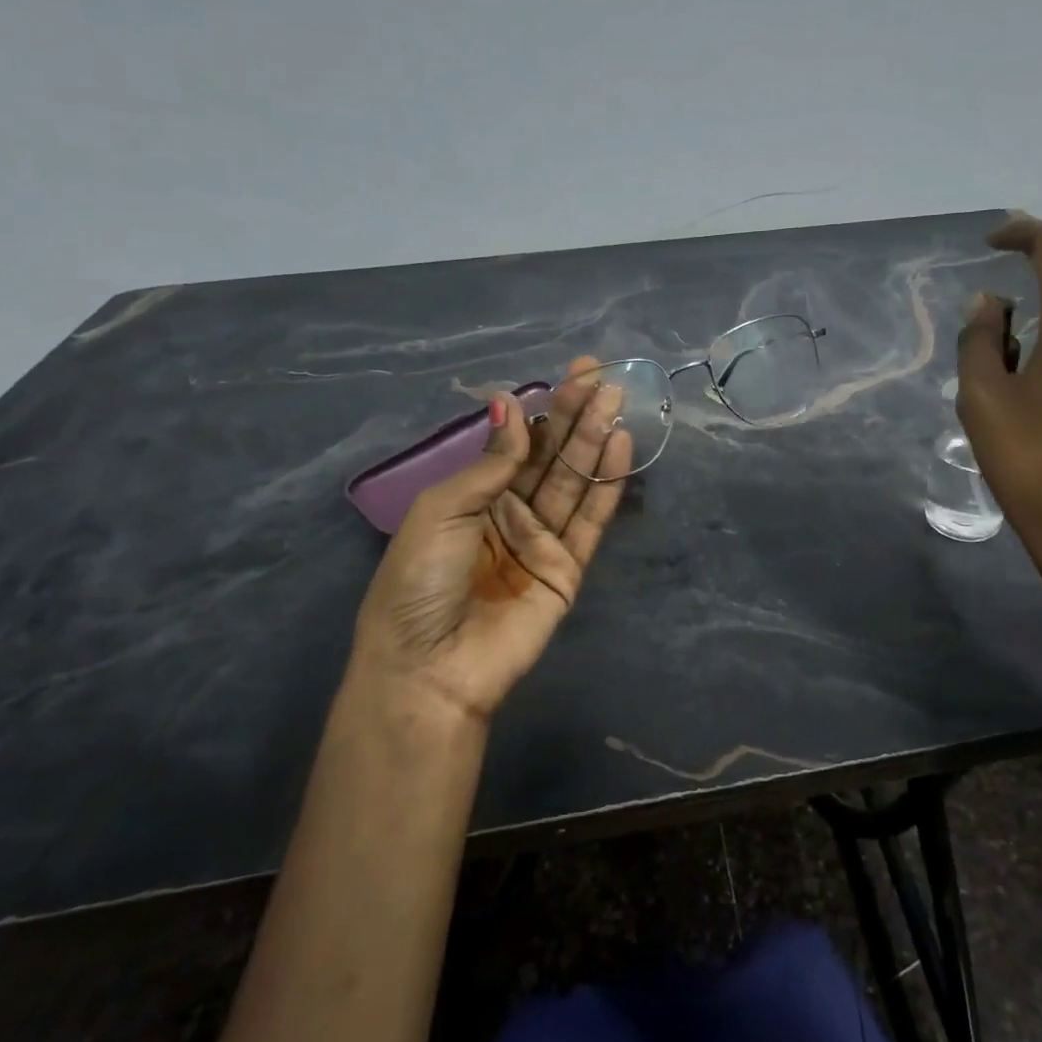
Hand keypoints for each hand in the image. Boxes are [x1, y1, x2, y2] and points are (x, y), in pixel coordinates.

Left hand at [350, 358, 631, 723]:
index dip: (546, 407)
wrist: (430, 668)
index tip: (575, 373)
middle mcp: (509, 512)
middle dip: (576, 416)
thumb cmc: (420, 581)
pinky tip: (621, 446)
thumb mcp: (443, 509)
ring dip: (596, 441)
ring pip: (574, 481)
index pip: (518, 442)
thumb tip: (511, 404)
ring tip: (617, 401)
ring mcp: (541, 541)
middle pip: (551, 456)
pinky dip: (608, 484)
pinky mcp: (567, 569)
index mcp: (472, 496)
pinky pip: (590, 519)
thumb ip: (491, 462)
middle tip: (603, 379)